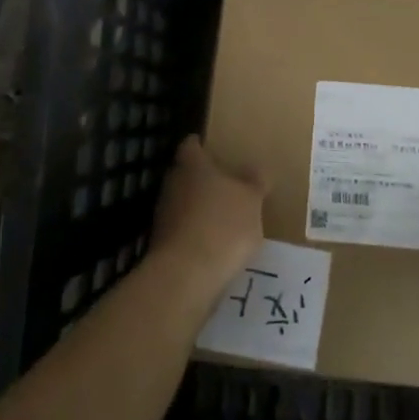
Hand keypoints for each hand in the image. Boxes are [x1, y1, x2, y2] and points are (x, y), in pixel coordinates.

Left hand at [150, 136, 264, 292]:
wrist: (186, 275)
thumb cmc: (223, 225)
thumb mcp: (252, 200)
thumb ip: (255, 182)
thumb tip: (256, 169)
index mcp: (192, 165)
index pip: (191, 145)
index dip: (201, 145)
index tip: (213, 148)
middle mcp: (172, 184)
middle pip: (185, 173)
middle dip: (203, 178)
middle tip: (227, 183)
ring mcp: (163, 214)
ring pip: (183, 202)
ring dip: (199, 207)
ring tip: (224, 217)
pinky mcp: (162, 243)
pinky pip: (182, 229)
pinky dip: (196, 232)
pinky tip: (214, 244)